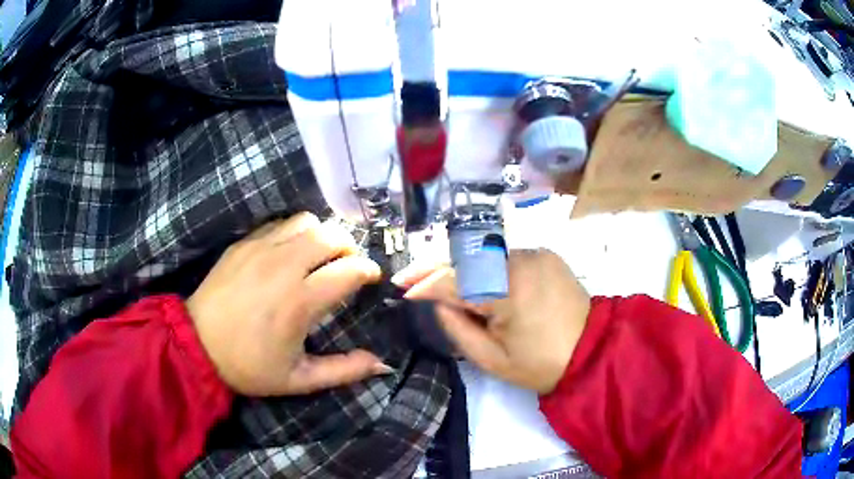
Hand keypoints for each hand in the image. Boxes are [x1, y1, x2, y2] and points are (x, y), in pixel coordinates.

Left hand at [187, 213, 388, 396]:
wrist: (196, 345)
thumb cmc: (249, 366)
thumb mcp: (299, 380)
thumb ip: (344, 371)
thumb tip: (383, 364)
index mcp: (300, 302)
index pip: (349, 269)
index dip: (368, 270)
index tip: (370, 278)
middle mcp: (283, 267)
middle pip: (331, 235)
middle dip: (348, 248)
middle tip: (345, 267)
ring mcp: (260, 249)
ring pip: (306, 222)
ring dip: (321, 236)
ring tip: (317, 257)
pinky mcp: (242, 244)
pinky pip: (279, 224)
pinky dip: (294, 233)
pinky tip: (288, 254)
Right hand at [396, 249, 590, 394]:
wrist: (591, 351)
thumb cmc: (539, 364)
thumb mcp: (491, 359)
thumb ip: (457, 328)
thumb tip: (438, 302)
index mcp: (509, 290)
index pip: (455, 280)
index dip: (426, 284)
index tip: (402, 288)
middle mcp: (522, 260)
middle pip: (467, 259)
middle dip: (435, 267)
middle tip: (408, 276)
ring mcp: (536, 253)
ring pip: (485, 255)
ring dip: (461, 267)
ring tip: (437, 280)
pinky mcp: (545, 254)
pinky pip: (505, 257)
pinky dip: (485, 266)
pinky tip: (474, 279)